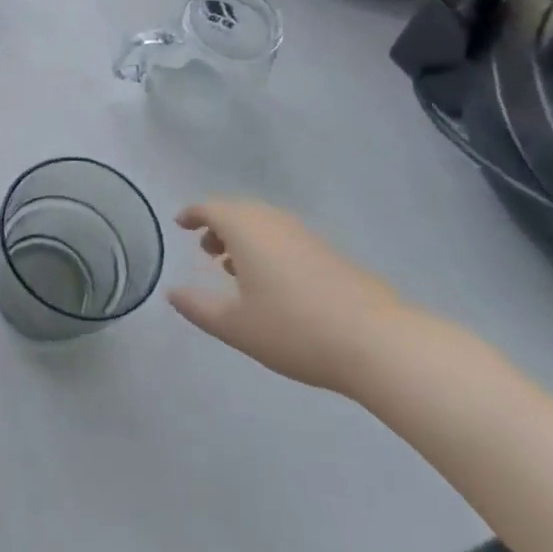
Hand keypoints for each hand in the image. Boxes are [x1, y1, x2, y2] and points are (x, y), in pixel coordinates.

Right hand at [167, 199, 418, 395]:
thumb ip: (198, 308)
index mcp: (245, 229)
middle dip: (218, 226)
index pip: (210, 208)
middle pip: (238, 211)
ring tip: (236, 270)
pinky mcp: (332, 254)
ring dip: (245, 238)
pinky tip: (274, 283)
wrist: (379, 343)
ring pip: (265, 224)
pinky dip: (269, 249)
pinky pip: (287, 238)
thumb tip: (172, 293)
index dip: (192, 214)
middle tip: (206, 251)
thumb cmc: (295, 330)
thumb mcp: (236, 326)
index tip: (180, 224)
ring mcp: (307, 236)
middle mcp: (274, 222)